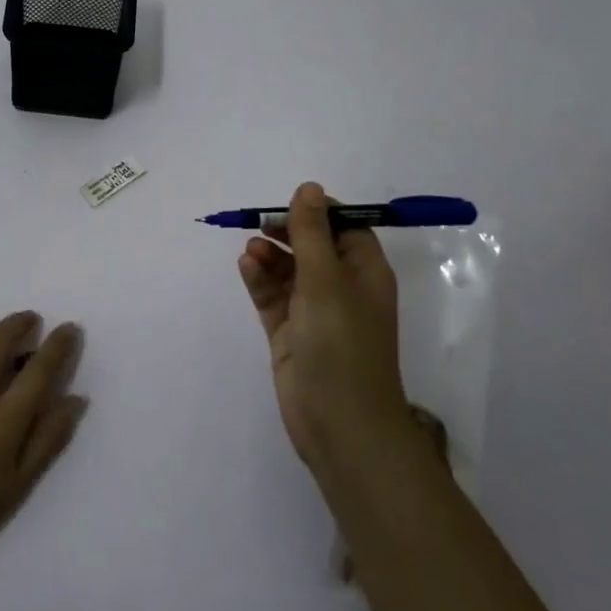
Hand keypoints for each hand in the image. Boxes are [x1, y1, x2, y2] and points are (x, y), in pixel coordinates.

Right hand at [237, 182, 408, 473]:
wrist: (339, 423)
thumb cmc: (341, 343)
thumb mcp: (326, 279)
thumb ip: (312, 233)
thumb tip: (309, 188)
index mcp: (364, 272)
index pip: (345, 227)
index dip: (318, 212)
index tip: (288, 206)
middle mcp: (341, 288)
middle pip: (312, 246)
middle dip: (286, 232)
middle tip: (260, 225)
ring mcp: (314, 312)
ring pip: (288, 271)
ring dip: (270, 256)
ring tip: (250, 250)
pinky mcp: (290, 333)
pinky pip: (273, 296)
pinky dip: (260, 280)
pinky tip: (246, 267)